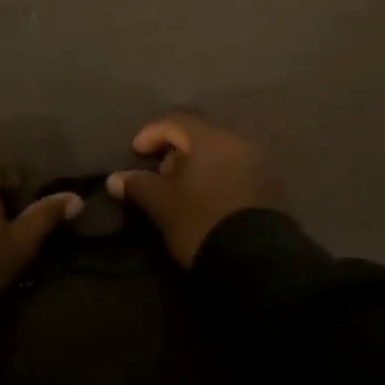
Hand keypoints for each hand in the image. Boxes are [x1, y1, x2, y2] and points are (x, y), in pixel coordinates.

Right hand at [106, 113, 280, 268]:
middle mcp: (238, 141)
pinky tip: (204, 199)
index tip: (136, 154)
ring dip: (196, 165)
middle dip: (174, 151)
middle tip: (159, 175)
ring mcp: (259, 163)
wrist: (256, 262)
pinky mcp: (270, 186)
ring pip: (218, 153)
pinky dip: (216, 176)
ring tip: (181, 190)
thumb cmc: (200, 222)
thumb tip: (114, 179)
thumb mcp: (162, 205)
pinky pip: (235, 169)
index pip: (175, 122)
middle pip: (199, 135)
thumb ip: (138, 185)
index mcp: (211, 138)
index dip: (150, 134)